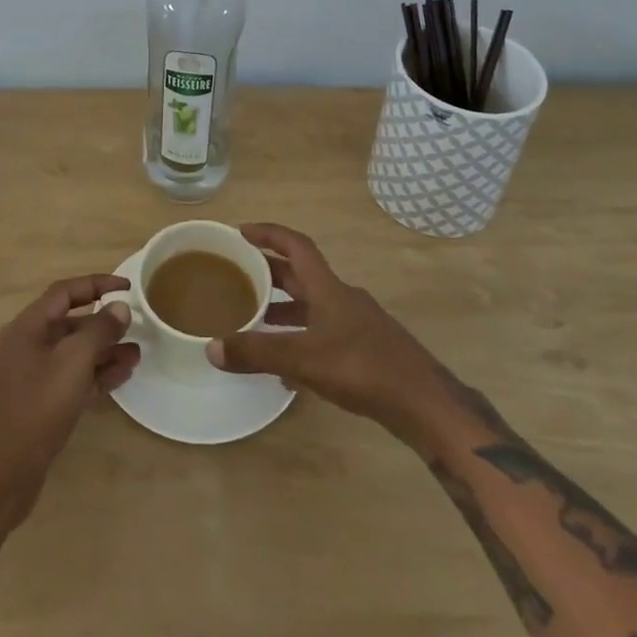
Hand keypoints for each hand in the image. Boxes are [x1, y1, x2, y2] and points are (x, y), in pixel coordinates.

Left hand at [0, 274, 138, 539]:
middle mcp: (28, 345)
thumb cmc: (37, 408)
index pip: (65, 292)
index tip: (128, 286)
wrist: (2, 476)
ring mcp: (34, 376)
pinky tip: (124, 374)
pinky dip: (97, 373)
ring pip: (75, 352)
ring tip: (137, 353)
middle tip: (136, 324)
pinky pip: (74, 377)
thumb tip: (120, 308)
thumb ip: (99, 330)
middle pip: (71, 322)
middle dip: (104, 322)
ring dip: (105, 350)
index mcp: (28, 327)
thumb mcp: (73, 362)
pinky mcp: (41, 403)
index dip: (97, 283)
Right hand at [208, 223, 454, 441]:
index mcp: (328, 287)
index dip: (269, 233)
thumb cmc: (363, 367)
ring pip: (312, 306)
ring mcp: (357, 324)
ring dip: (284, 309)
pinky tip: (287, 369)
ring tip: (254, 322)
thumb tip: (212, 347)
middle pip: (301, 275)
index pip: (295, 245)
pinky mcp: (366, 351)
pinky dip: (301, 340)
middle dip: (269, 273)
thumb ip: (258, 352)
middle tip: (238, 277)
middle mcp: (342, 298)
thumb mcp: (304, 359)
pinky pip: (324, 334)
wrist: (424, 404)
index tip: (241, 232)